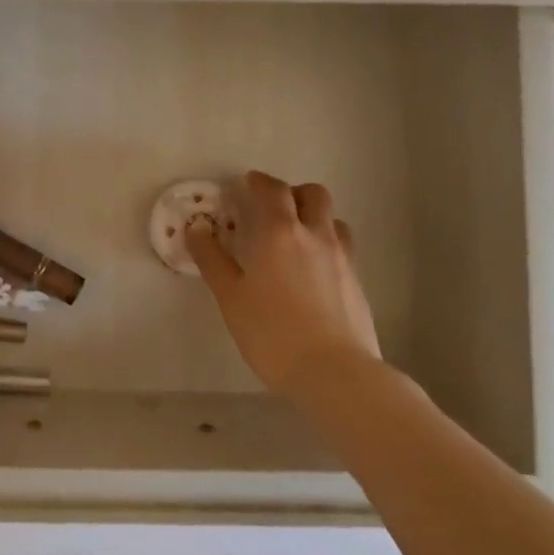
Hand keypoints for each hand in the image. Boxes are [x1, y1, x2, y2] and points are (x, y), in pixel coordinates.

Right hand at [187, 171, 381, 395]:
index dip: (259, 182)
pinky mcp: (357, 282)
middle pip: (313, 194)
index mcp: (280, 232)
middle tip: (273, 208)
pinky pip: (342, 248)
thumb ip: (212, 260)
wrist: (335, 372)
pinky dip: (326, 245)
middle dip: (293, 192)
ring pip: (333, 219)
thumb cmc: (272, 333)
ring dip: (315, 217)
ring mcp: (342, 258)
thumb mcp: (231, 297)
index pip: (273, 190)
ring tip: (297, 238)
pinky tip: (313, 272)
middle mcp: (315, 235)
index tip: (246, 185)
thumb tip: (196, 229)